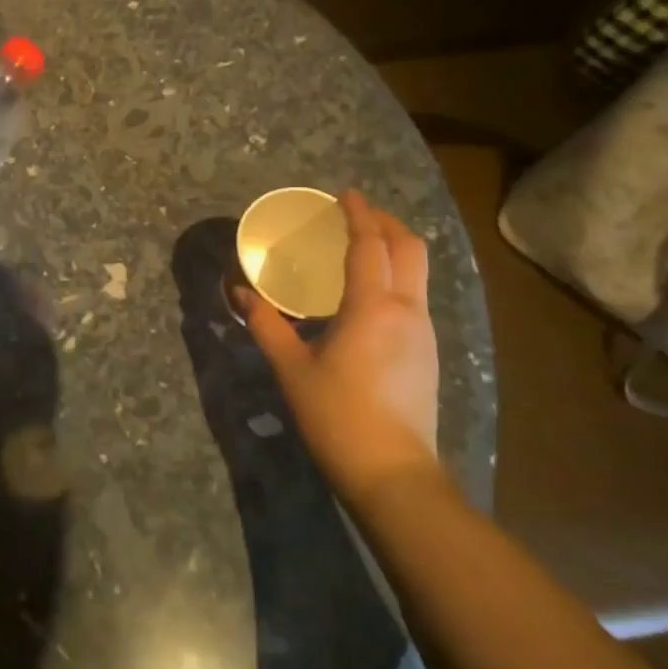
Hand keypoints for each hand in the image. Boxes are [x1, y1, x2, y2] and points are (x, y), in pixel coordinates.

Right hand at [235, 190, 443, 506]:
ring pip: (419, 271)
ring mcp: (424, 332)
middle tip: (354, 214)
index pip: (370, 244)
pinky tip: (370, 292)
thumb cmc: (337, 416)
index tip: (344, 193)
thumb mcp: (291, 368)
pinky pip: (416, 294)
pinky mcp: (428, 352)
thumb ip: (265, 324)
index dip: (358, 214)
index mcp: (374, 307)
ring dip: (394, 247)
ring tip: (361, 246)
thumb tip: (239, 292)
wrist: (394, 475)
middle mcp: (408, 310)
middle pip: (409, 248)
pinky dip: (397, 274)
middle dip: (384, 223)